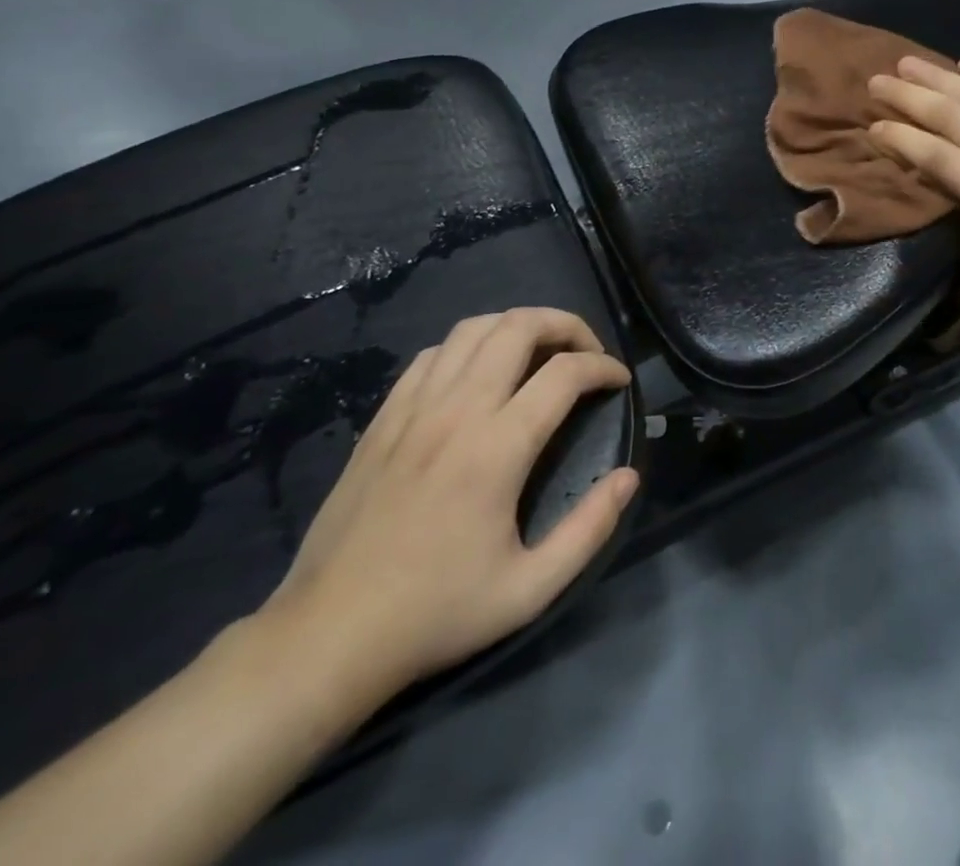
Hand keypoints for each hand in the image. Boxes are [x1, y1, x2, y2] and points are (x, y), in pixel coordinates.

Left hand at [251, 309, 637, 719]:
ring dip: (516, 326)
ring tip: (538, 351)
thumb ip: (589, 529)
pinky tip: (478, 373)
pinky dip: (468, 346)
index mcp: (497, 448)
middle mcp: (457, 411)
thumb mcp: (530, 589)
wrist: (330, 634)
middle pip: (518, 327)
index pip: (564, 374)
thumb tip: (629, 477)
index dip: (603, 367)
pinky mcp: (384, 417)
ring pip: (473, 329)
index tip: (620, 381)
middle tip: (586, 352)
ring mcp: (414, 408)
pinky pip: (432, 354)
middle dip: (565, 325)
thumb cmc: (437, 612)